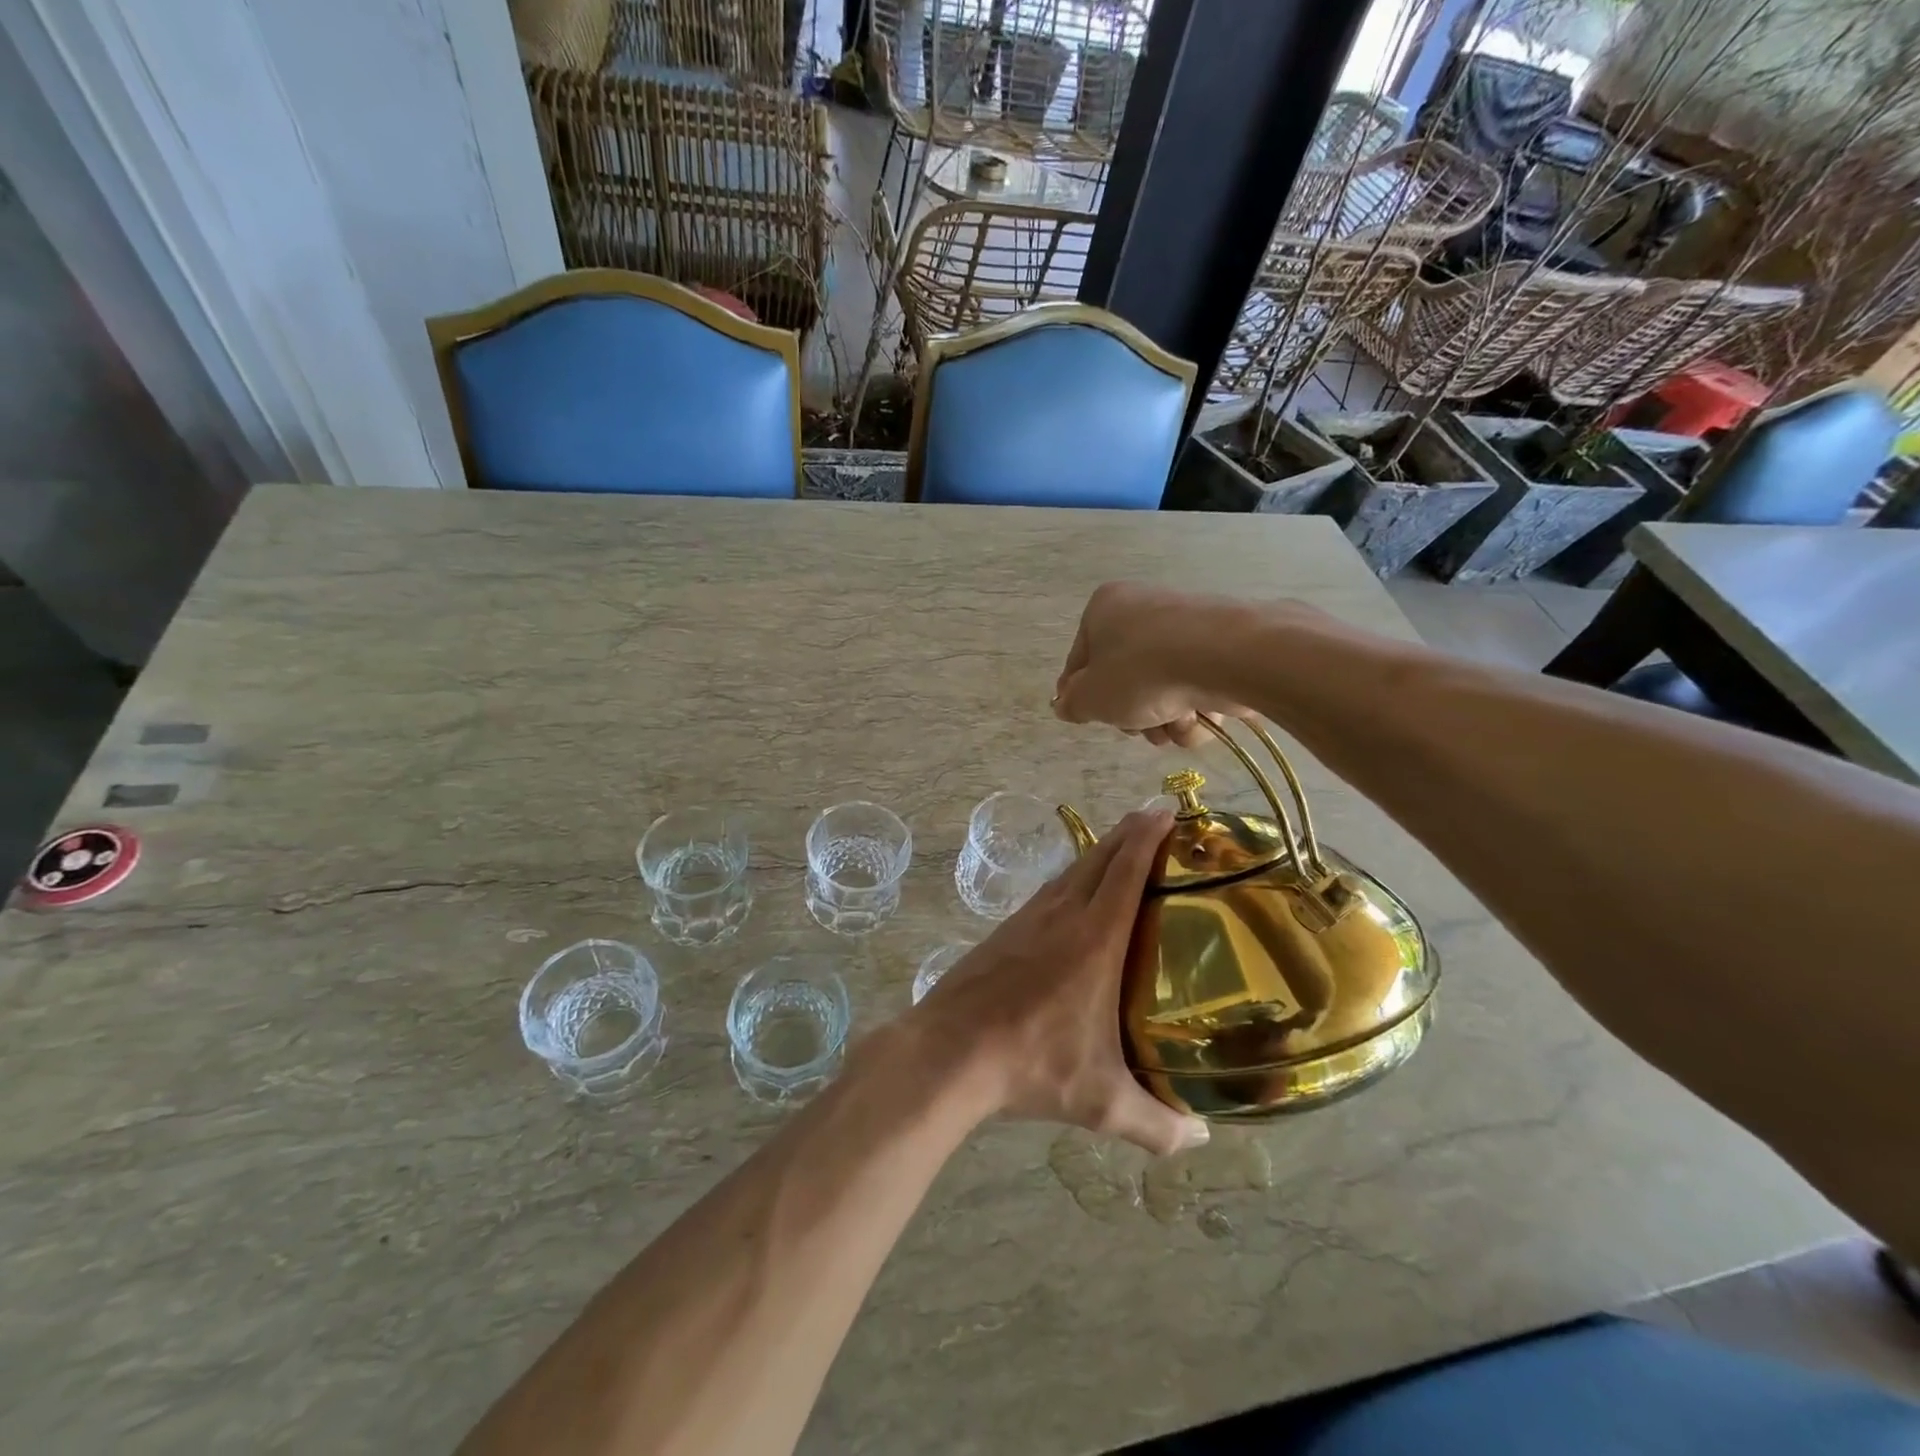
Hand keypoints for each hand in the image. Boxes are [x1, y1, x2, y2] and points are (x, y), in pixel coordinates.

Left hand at [917, 810, 1208, 1157]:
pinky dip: (1070, 878)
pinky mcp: (1005, 931)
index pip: (1126, 871)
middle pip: (1100, 858)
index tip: (1166, 810)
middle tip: (1154, 817)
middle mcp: (1062, 915)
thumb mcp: (1101, 1102)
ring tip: (1121, 848)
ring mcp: (1028, 919)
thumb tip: (1201, 1142)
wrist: (949, 1050)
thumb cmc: (1032, 1065)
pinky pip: (1049, 891)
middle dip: (1129, 832)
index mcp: (1094, 939)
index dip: (1148, 836)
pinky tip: (1072, 894)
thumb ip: (1157, 1125)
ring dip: (1099, 852)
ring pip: (1071, 871)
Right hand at [1052, 582, 1257, 747]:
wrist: (1225, 657)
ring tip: (1175, 725)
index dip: (1082, 696)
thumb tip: (1066, 704)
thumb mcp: (1091, 697)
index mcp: (1104, 608)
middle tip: (1140, 726)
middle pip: (1125, 678)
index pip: (1080, 660)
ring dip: (1164, 719)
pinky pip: (1195, 685)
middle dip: (1133, 714)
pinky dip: (1195, 709)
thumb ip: (1072, 703)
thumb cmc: (1142, 672)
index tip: (1091, 719)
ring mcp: (1185, 626)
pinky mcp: (1221, 645)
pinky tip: (1200, 718)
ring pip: (1161, 688)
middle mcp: (1143, 608)